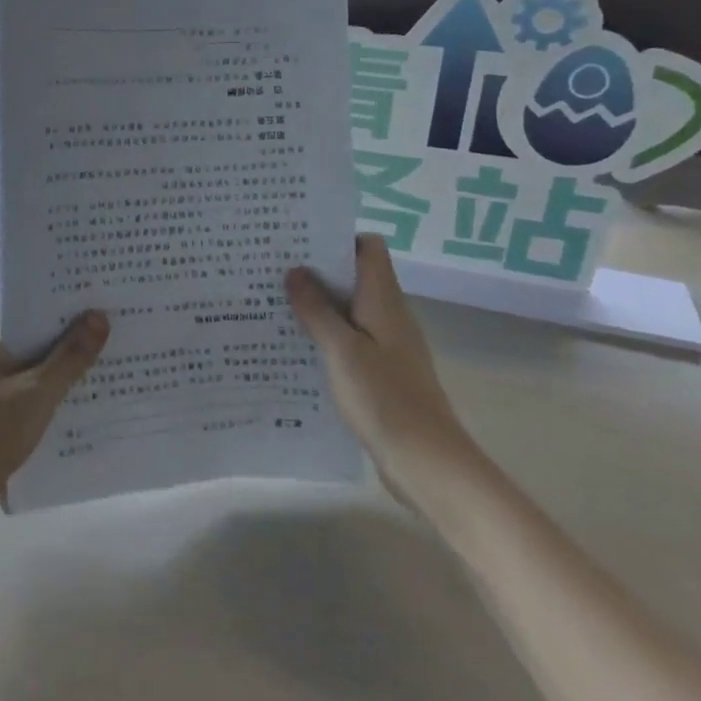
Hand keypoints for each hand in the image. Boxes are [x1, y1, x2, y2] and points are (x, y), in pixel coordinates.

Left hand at [0, 313, 109, 539]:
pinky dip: (47, 406)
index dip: (71, 319)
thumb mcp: (37, 393)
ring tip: (107, 380)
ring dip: (61, 382)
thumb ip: (70, 356)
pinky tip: (79, 414)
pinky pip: (24, 401)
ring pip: (32, 377)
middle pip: (35, 347)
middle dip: (71, 352)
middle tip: (117, 349)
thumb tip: (99, 315)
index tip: (108, 318)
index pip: (35, 319)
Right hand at [286, 235, 477, 505]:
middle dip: (317, 270)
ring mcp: (387, 345)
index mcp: (384, 300)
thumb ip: (317, 309)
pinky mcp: (381, 372)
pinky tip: (297, 347)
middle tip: (273, 270)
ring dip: (318, 305)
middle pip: (355, 276)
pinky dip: (326, 335)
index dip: (337, 238)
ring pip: (350, 309)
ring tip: (274, 304)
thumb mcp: (342, 350)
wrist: (427, 462)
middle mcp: (389, 315)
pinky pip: (350, 339)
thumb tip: (295, 270)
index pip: (369, 248)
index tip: (299, 242)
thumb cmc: (384, 398)